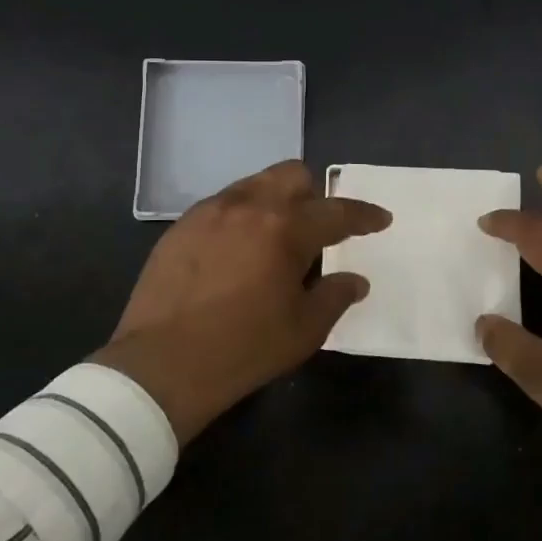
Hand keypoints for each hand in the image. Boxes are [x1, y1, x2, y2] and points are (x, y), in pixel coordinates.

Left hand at [92, 160, 390, 442]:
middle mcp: (248, 206)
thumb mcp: (304, 330)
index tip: (380, 220)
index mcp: (286, 229)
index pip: (337, 212)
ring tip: (276, 238)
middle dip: (315, 194)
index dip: (365, 215)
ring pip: (255, 183)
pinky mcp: (181, 226)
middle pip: (293, 174)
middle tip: (318, 229)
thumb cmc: (243, 349)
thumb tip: (355, 280)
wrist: (161, 365)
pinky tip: (238, 251)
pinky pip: (223, 204)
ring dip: (276, 201)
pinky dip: (242, 216)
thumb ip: (335, 296)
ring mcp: (210, 212)